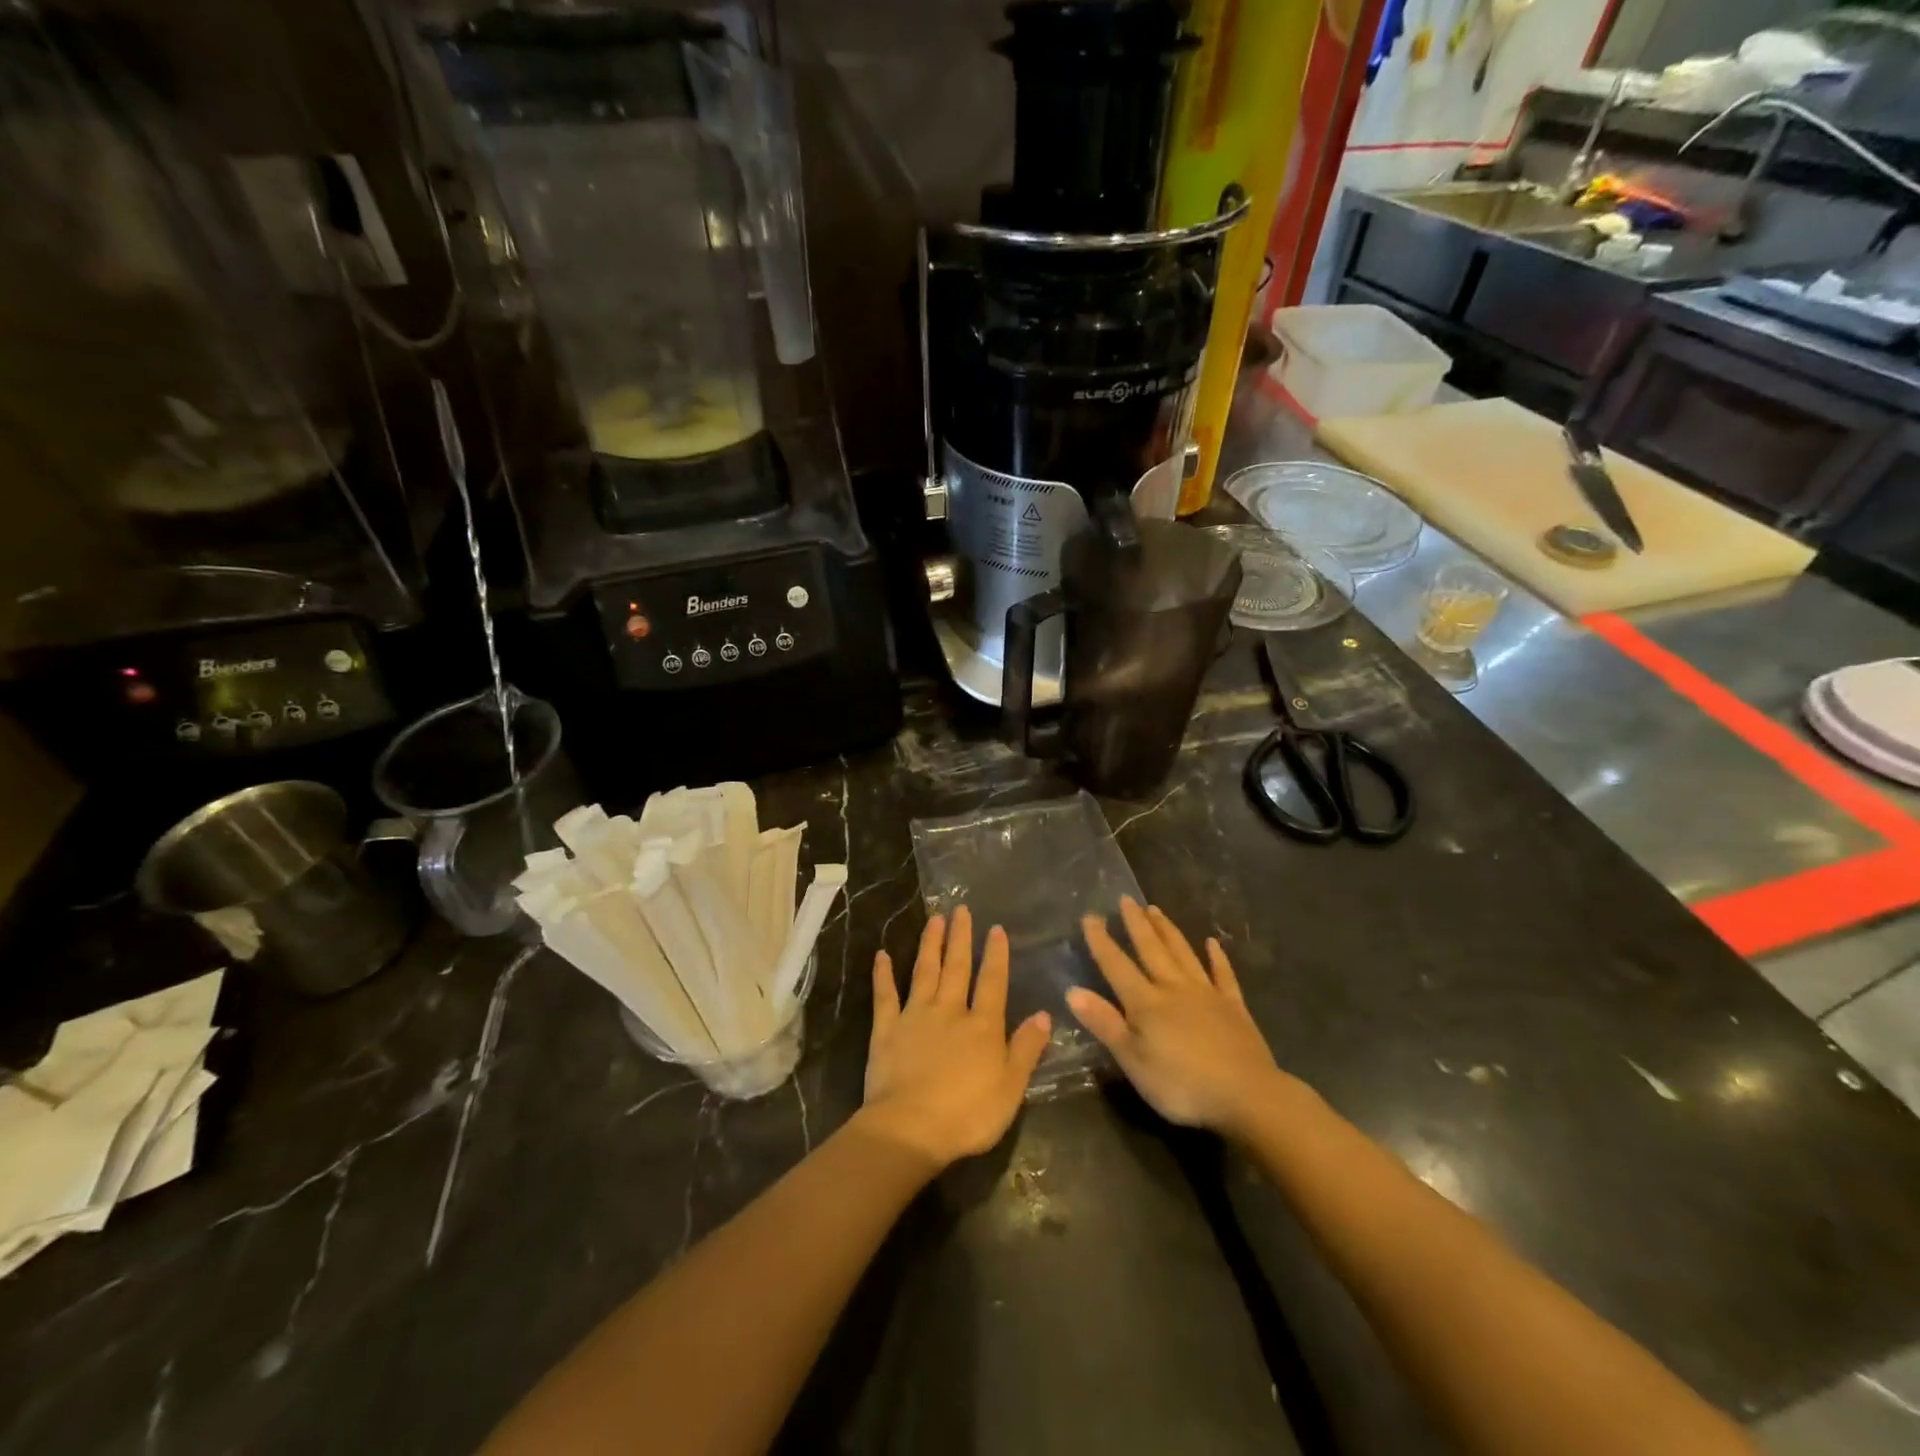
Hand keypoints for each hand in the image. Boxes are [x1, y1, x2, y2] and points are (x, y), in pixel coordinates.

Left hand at [859, 906, 1051, 1169]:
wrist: (910, 1128)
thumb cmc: (968, 1114)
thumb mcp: (1011, 1088)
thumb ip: (1026, 1049)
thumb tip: (1045, 1015)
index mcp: (983, 1026)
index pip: (992, 982)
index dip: (995, 955)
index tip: (995, 928)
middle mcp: (950, 1011)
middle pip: (957, 968)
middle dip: (960, 938)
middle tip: (960, 909)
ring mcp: (915, 1016)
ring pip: (924, 971)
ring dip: (930, 944)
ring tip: (934, 919)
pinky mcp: (886, 1029)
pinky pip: (885, 995)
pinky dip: (883, 974)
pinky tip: (881, 955)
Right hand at [1070, 898, 1291, 1136]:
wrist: (1247, 1096)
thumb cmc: (1182, 1085)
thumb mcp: (1133, 1061)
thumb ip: (1104, 1024)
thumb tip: (1072, 991)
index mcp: (1146, 1002)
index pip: (1117, 966)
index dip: (1101, 941)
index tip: (1090, 916)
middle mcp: (1174, 988)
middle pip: (1151, 950)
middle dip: (1136, 924)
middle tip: (1126, 899)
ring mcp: (1207, 994)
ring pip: (1183, 954)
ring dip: (1168, 931)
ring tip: (1155, 909)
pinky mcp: (1234, 1007)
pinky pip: (1223, 975)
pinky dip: (1217, 957)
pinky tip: (1212, 943)